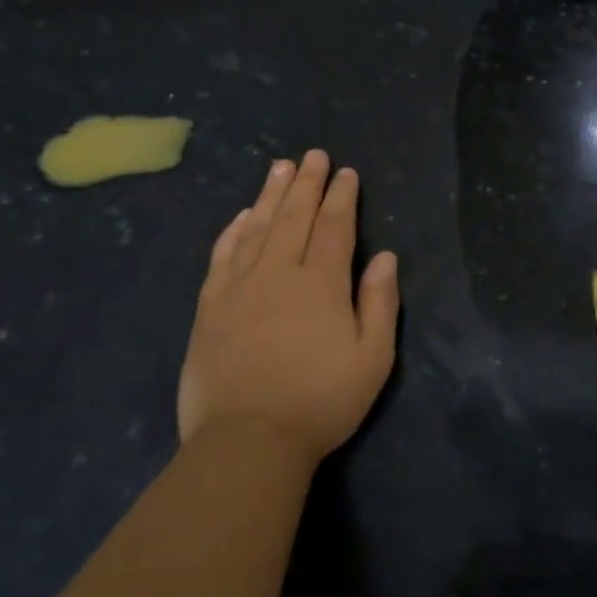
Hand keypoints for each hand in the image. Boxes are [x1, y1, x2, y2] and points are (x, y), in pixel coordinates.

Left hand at [179, 150, 399, 460]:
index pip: (334, 227)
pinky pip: (223, 255)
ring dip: (270, 195)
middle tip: (313, 155)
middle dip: (306, 183)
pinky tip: (241, 215)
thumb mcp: (372, 358)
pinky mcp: (210, 307)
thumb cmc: (320, 401)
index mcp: (321, 283)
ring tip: (279, 167)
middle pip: (294, 216)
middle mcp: (279, 273)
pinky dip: (233, 230)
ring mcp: (239, 287)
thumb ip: (380, 302)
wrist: (246, 442)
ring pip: (257, 227)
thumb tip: (385, 257)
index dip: (341, 197)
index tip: (345, 173)